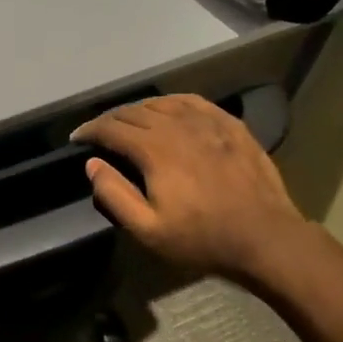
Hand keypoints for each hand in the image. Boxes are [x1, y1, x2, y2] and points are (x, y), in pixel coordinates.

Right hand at [72, 94, 313, 291]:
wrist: (265, 237)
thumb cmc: (202, 238)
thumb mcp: (148, 229)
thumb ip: (114, 195)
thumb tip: (92, 164)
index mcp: (154, 149)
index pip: (111, 129)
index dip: (90, 131)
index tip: (77, 138)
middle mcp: (177, 126)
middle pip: (134, 112)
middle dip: (110, 120)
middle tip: (99, 132)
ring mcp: (208, 122)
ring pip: (162, 103)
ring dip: (139, 109)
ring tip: (129, 121)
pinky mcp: (230, 126)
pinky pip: (193, 102)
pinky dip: (172, 102)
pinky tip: (169, 109)